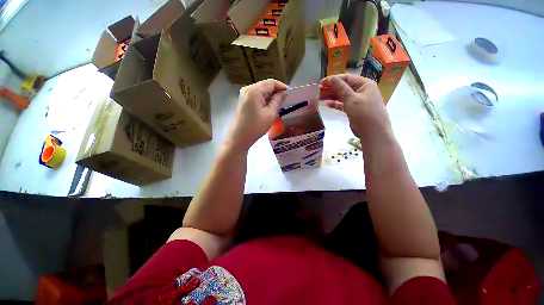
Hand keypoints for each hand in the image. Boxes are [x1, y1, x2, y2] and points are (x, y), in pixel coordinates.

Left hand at [226, 79, 287, 150]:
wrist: (239, 137)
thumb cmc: (256, 127)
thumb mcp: (270, 114)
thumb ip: (277, 101)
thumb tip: (283, 92)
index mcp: (254, 91)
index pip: (271, 83)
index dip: (282, 86)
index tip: (290, 94)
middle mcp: (248, 88)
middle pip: (266, 85)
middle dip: (276, 90)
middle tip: (285, 99)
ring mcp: (244, 94)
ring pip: (261, 89)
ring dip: (270, 94)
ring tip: (279, 103)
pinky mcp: (243, 100)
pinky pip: (256, 94)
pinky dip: (264, 98)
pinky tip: (269, 105)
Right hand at [320, 74, 391, 141]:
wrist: (373, 132)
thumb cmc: (364, 113)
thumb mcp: (352, 99)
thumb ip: (341, 88)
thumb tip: (330, 78)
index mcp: (364, 84)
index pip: (346, 78)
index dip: (333, 80)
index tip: (320, 83)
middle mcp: (361, 90)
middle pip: (343, 87)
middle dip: (330, 88)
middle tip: (318, 91)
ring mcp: (357, 100)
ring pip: (342, 95)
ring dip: (331, 96)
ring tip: (319, 97)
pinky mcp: (353, 109)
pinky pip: (343, 104)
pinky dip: (335, 104)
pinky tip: (327, 104)